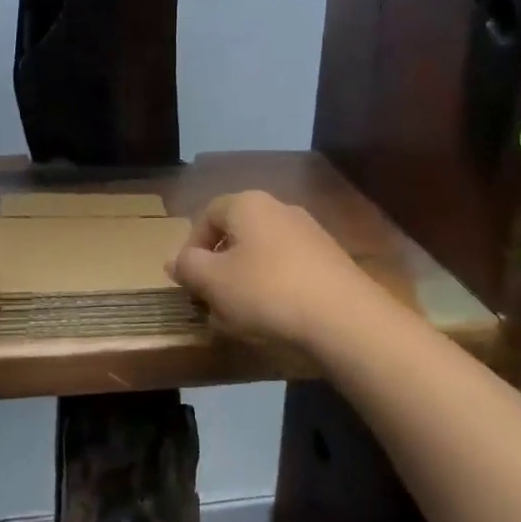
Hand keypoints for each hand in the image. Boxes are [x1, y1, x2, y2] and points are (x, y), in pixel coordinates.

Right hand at [168, 190, 379, 351]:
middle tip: (212, 301)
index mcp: (247, 204)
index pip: (207, 215)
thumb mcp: (213, 282)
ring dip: (246, 280)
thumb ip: (188, 267)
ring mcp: (310, 232)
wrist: (344, 318)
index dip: (192, 248)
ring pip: (263, 253)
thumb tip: (175, 260)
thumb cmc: (266, 291)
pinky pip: (289, 268)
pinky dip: (276, 288)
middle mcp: (279, 208)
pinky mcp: (331, 259)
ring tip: (242, 316)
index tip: (189, 282)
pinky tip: (276, 318)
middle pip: (236, 234)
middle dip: (220, 267)